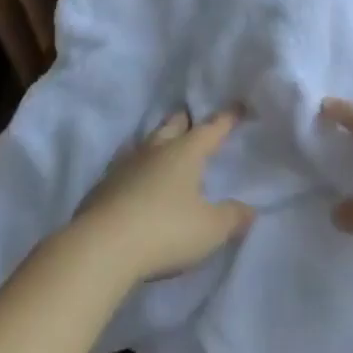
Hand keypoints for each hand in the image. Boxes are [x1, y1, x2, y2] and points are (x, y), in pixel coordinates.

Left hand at [73, 110, 254, 285]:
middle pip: (173, 126)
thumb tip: (250, 209)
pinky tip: (136, 180)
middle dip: (185, 122)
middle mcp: (156, 150)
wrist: (102, 246)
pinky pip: (125, 167)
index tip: (238, 106)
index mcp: (185, 152)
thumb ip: (232, 217)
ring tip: (164, 147)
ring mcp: (125, 165)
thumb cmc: (165, 230)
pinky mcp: (104, 186)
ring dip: (158, 142)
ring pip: (146, 143)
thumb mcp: (210, 229)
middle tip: (193, 121)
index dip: (227, 118)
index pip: (212, 128)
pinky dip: (136, 169)